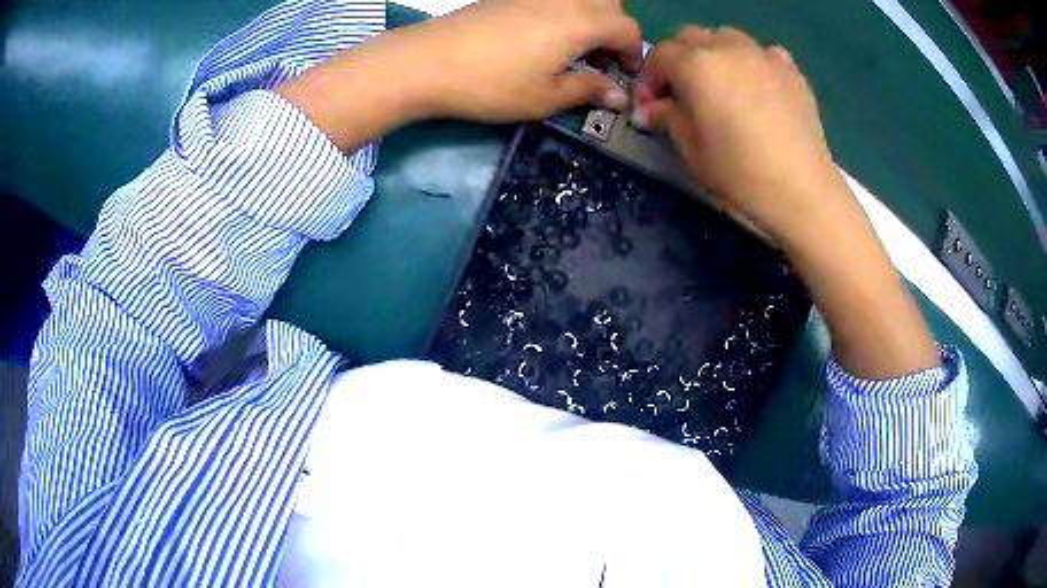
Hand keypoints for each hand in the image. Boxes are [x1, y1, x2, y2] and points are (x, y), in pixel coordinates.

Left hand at [388, 0, 642, 121]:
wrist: (427, 61)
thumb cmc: (492, 84)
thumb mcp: (546, 97)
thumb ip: (588, 90)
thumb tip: (618, 96)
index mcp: (582, 21)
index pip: (626, 29)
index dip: (634, 54)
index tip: (625, 76)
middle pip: (609, 4)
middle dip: (615, 30)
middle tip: (601, 59)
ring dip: (590, 20)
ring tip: (573, 50)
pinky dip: (563, 14)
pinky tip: (543, 38)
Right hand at [634, 27, 844, 243]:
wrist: (801, 189)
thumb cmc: (740, 173)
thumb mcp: (692, 150)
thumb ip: (668, 118)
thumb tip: (653, 109)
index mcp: (696, 65)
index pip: (659, 57)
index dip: (649, 81)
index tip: (651, 109)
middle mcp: (727, 48)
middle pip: (690, 37)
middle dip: (679, 60)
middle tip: (682, 93)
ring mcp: (762, 55)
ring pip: (727, 37)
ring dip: (714, 54)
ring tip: (721, 84)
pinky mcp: (791, 70)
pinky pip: (763, 53)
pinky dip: (753, 62)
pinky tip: (758, 86)